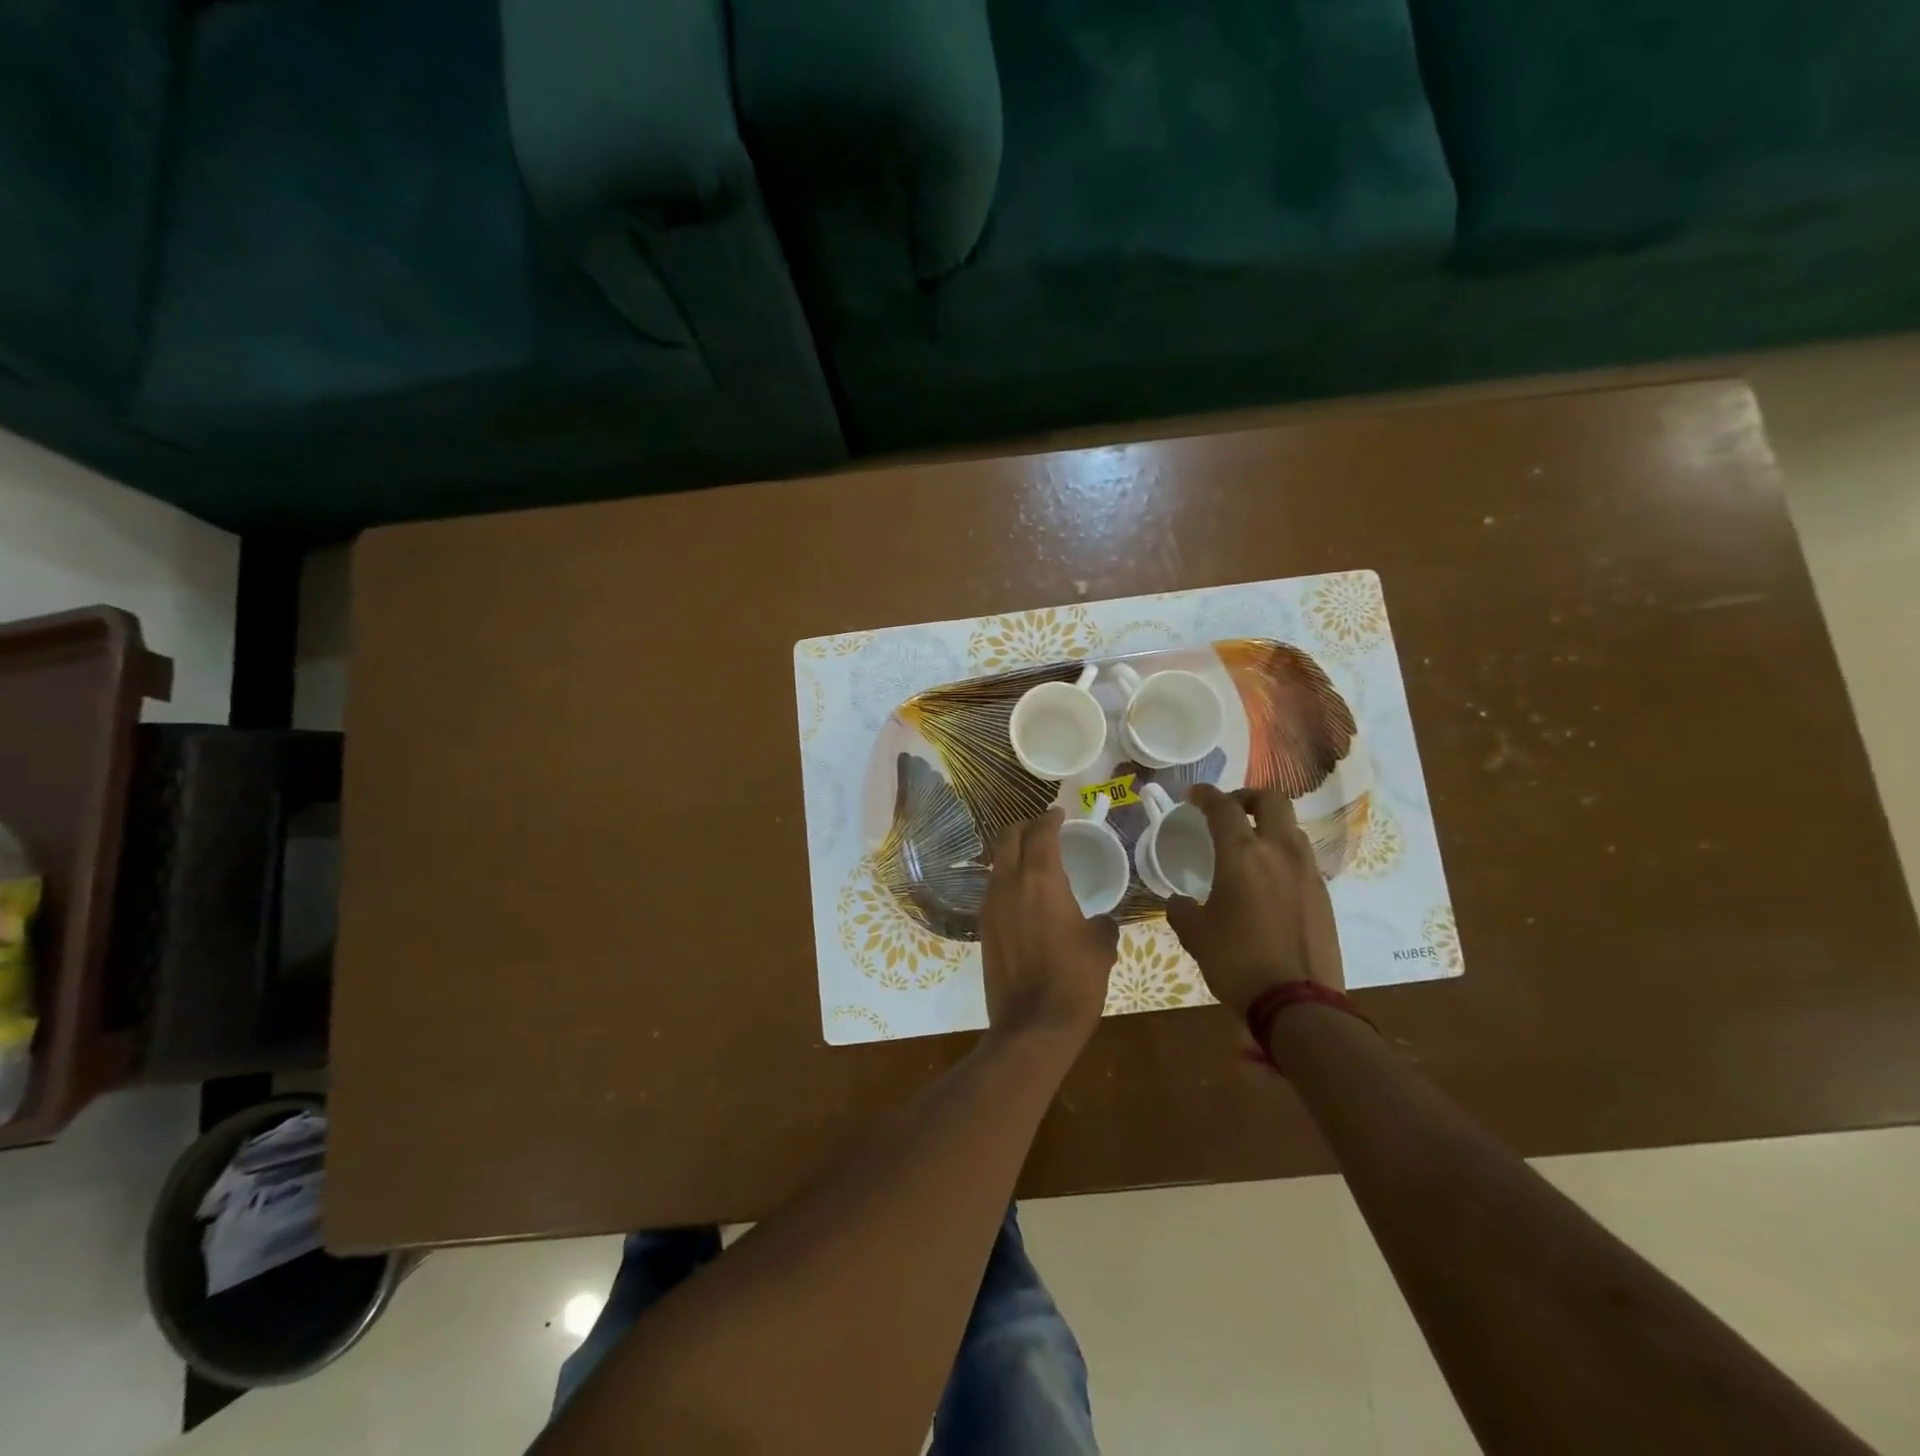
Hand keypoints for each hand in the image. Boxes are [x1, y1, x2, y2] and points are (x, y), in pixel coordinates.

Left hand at [980, 809, 1119, 1042]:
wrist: (1033, 1026)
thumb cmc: (1075, 980)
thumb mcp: (1101, 946)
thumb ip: (1101, 923)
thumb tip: (1100, 920)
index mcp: (1041, 880)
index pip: (1040, 833)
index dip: (1050, 818)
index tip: (1059, 813)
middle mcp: (1009, 884)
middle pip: (1008, 839)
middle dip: (1024, 827)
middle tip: (1043, 828)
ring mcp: (991, 906)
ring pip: (996, 863)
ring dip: (1012, 852)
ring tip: (1033, 857)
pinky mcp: (983, 927)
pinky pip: (994, 888)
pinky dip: (1007, 878)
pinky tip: (1023, 892)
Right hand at [1165, 784, 1344, 1013]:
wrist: (1298, 1003)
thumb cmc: (1237, 962)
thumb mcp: (1195, 935)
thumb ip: (1181, 910)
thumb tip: (1179, 901)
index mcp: (1242, 854)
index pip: (1223, 807)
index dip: (1206, 794)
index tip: (1193, 795)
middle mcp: (1279, 851)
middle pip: (1270, 800)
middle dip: (1247, 797)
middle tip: (1229, 810)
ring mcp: (1307, 871)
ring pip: (1291, 827)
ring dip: (1269, 824)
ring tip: (1250, 844)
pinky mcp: (1323, 894)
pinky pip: (1302, 858)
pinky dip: (1283, 854)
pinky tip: (1269, 879)